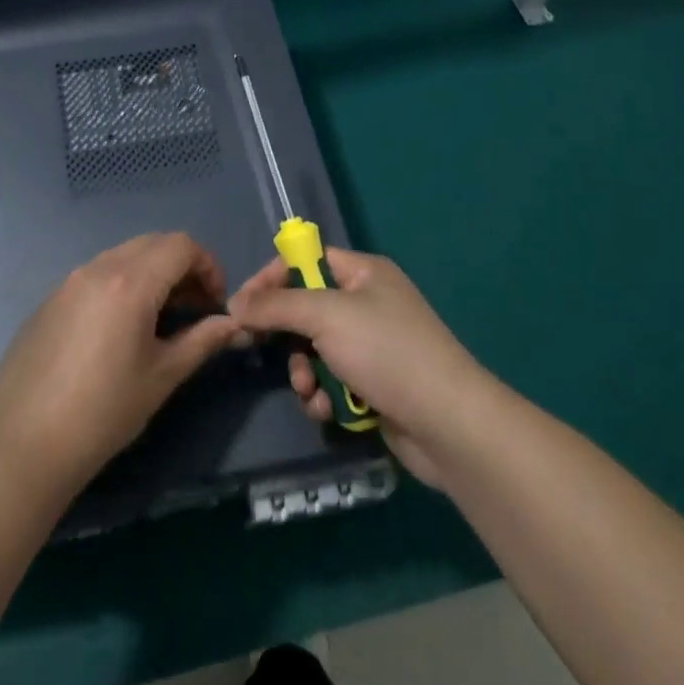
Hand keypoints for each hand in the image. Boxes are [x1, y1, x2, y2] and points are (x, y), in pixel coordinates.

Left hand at [0, 232, 245, 496]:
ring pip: (124, 255)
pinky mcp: (50, 299)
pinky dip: (122, 284)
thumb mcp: (162, 376)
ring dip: (152, 273)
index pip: (181, 245)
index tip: (216, 302)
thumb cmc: (103, 412)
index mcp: (130, 282)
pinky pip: (96, 274)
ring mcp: (69, 280)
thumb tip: (232, 325)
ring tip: (161, 318)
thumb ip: (201, 341)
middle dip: (182, 266)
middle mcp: (98, 267)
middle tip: (196, 307)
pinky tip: (120, 329)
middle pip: (153, 243)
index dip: (208, 265)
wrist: (23, 443)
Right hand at [229, 248, 488, 487]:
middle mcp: (368, 303)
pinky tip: (325, 409)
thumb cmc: (387, 352)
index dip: (272, 278)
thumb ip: (276, 305)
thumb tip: (235, 303)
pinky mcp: (374, 385)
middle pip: (306, 308)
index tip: (242, 304)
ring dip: (303, 371)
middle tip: (260, 348)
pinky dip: (323, 394)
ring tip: (308, 389)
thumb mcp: (325, 316)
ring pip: (314, 349)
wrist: (449, 424)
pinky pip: (332, 380)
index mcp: (363, 273)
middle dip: (286, 334)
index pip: (305, 260)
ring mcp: (372, 346)